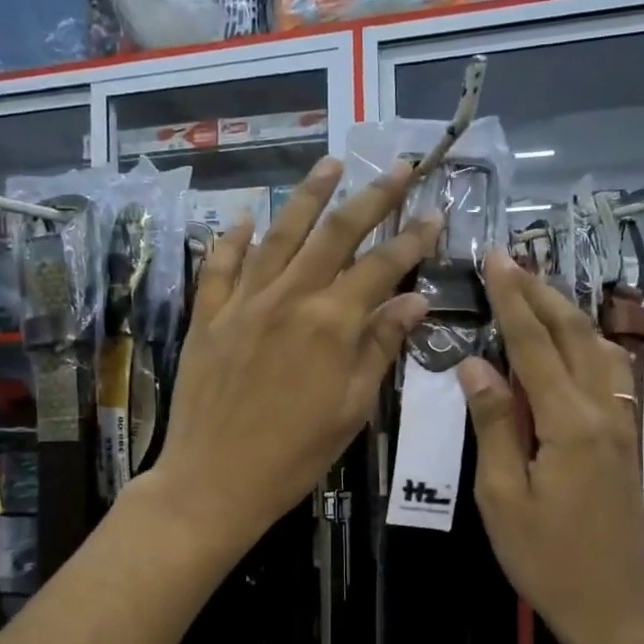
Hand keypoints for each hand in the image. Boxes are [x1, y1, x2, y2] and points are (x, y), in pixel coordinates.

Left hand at [142, 156, 440, 556]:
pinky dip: (232, 238)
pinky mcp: (207, 317)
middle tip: (396, 166)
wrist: (214, 480)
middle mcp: (288, 298)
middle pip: (334, 234)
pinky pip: (220, 266)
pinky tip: (244, 217)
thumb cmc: (294, 455)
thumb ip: (380, 348)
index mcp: (331, 323)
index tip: (435, 212)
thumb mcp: (351, 409)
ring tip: (328, 164)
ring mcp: (243, 303)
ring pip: (279, 236)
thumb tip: (414, 301)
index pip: (381, 267)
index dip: (412, 238)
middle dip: (370, 196)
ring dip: (306, 197)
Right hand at [459, 251, 643, 643]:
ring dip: (567, 313)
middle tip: (512, 260)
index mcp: (570, 423)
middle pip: (573, 335)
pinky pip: (610, 373)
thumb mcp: (501, 496)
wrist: (611, 607)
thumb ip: (492, 424)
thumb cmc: (545, 558)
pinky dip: (587, 343)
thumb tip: (475, 366)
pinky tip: (573, 340)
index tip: (495, 259)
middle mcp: (605, 411)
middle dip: (541, 293)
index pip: (534, 345)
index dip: (513, 299)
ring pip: (599, 349)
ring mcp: (624, 424)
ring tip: (538, 288)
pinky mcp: (628, 439)